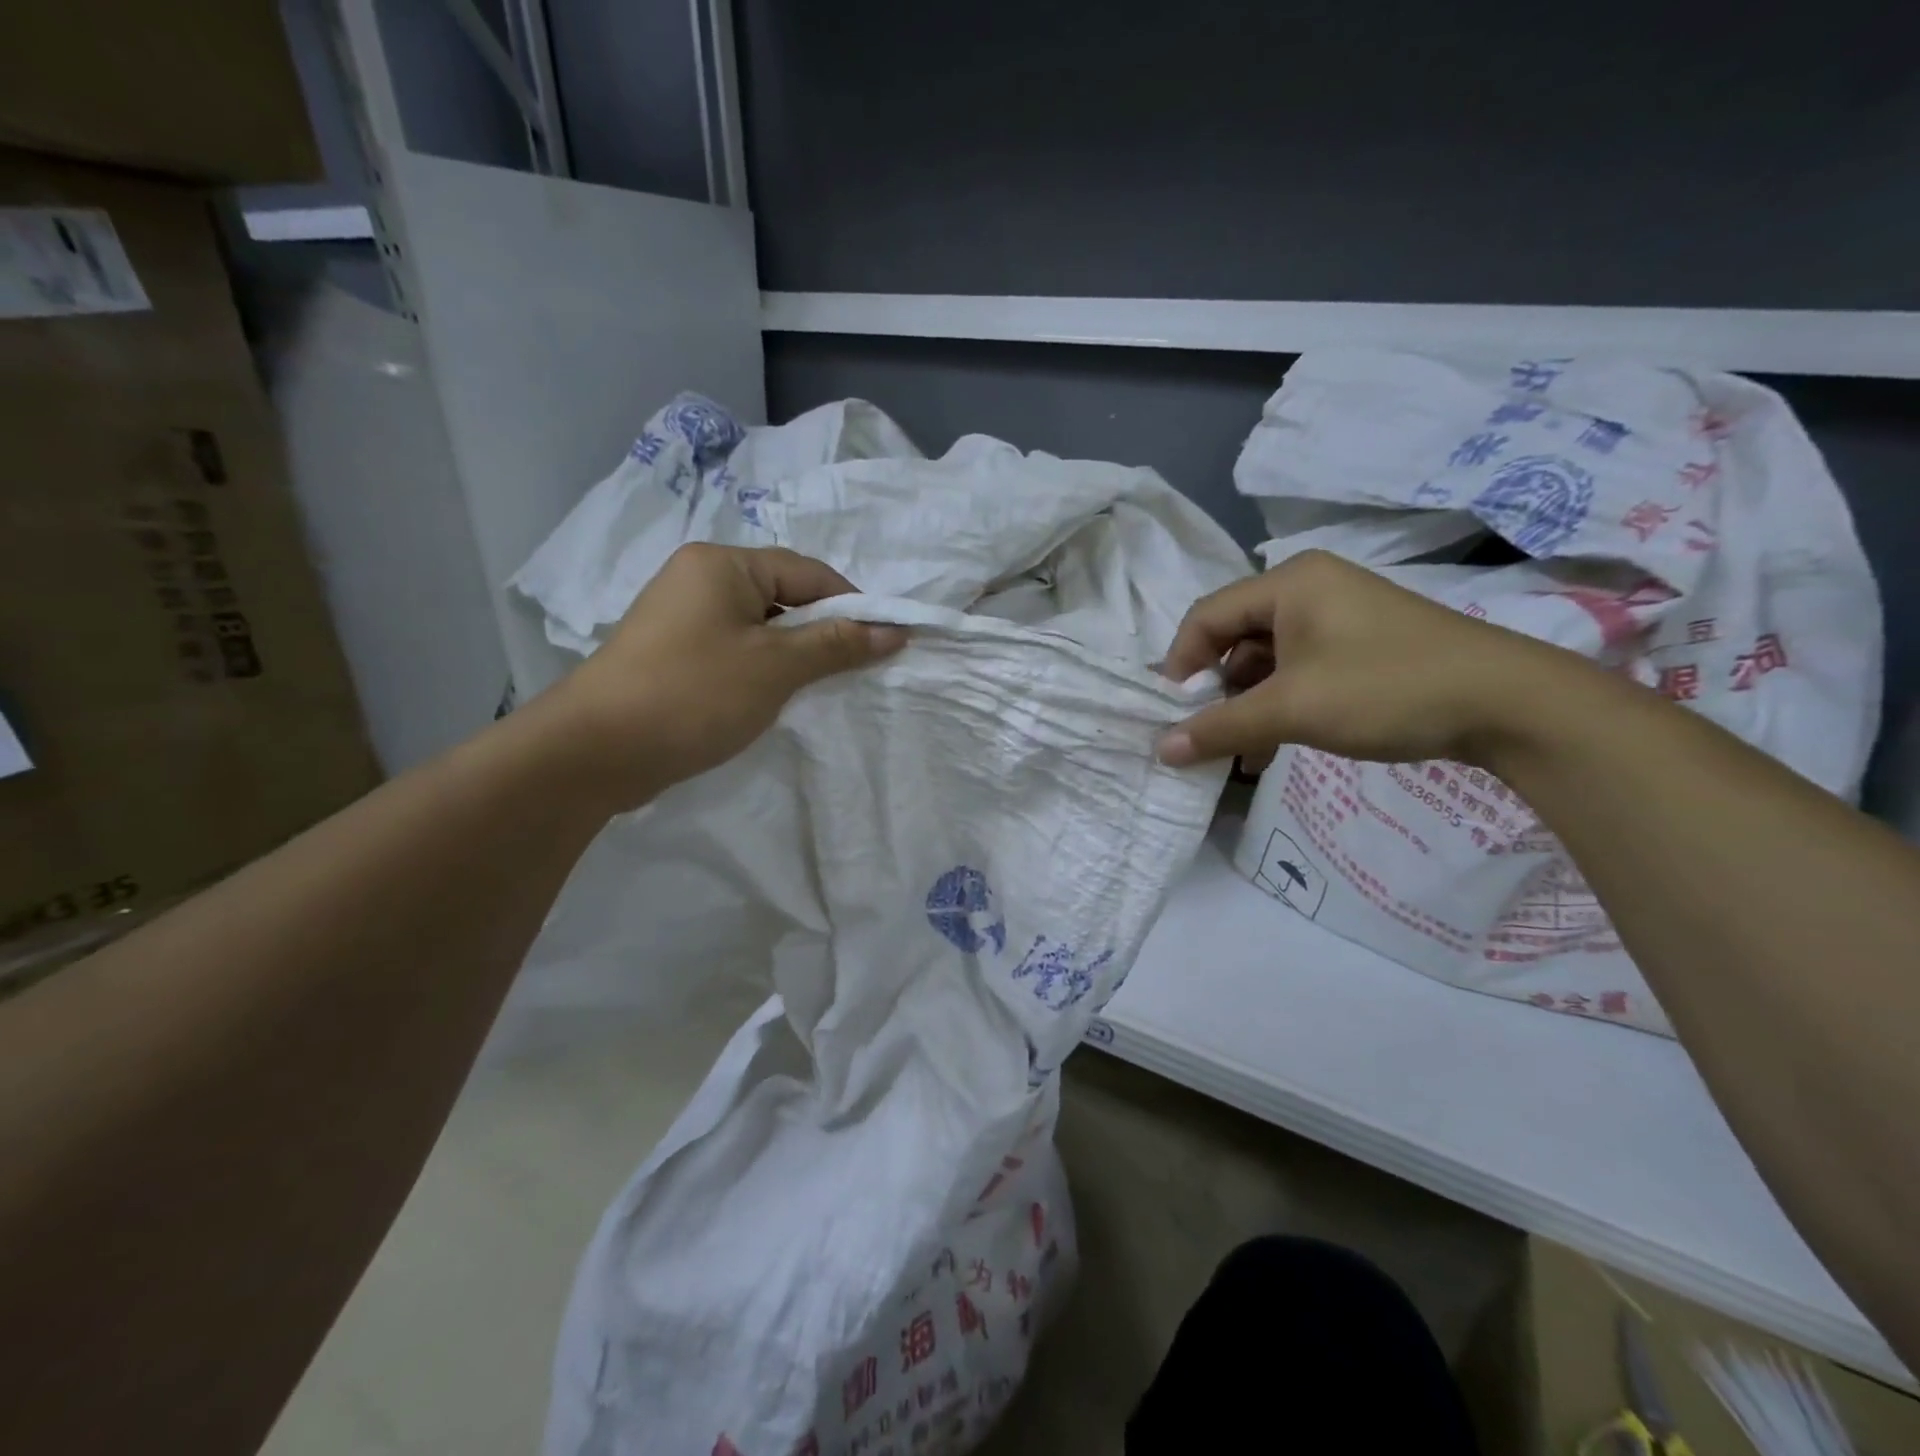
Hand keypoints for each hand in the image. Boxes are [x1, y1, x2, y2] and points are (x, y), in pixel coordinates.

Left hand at [547, 544, 904, 807]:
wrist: (595, 752)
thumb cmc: (694, 694)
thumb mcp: (775, 667)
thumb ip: (836, 644)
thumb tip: (894, 631)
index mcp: (722, 564)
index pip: (808, 572)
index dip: (853, 605)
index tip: (887, 641)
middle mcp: (699, 579)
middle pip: (783, 597)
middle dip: (823, 632)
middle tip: (858, 668)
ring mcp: (681, 618)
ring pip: (759, 627)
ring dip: (794, 654)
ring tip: (821, 687)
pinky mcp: (672, 654)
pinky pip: (735, 649)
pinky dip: (763, 669)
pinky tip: (777, 698)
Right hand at [1156, 549, 1592, 768]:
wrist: (1507, 703)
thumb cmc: (1385, 689)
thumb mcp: (1292, 709)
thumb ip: (1220, 727)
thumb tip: (1161, 750)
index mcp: (1288, 583)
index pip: (1206, 616)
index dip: (1180, 665)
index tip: (1172, 714)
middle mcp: (1309, 589)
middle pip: (1234, 637)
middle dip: (1215, 691)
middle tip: (1205, 735)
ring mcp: (1338, 615)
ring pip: (1266, 659)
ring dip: (1246, 705)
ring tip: (1239, 752)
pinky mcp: (1360, 644)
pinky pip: (1298, 669)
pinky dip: (1279, 705)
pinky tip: (1273, 746)